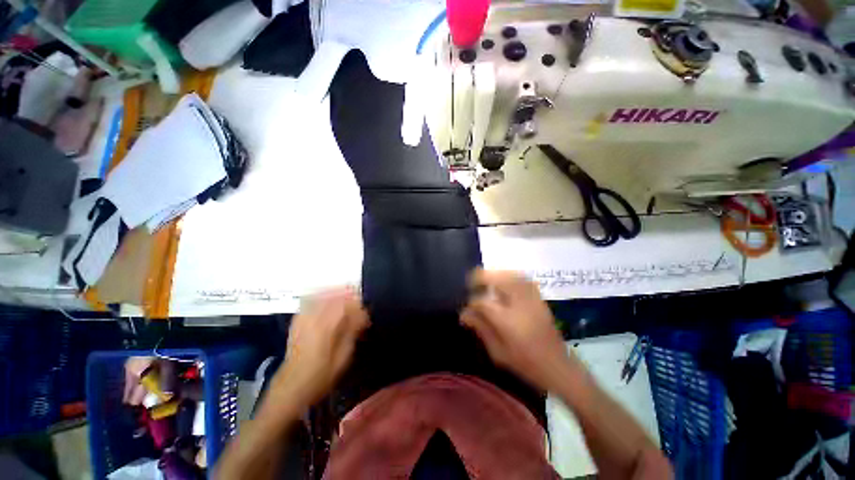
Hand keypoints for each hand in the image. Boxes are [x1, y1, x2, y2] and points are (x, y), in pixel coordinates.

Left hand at [270, 288, 369, 407]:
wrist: (291, 388)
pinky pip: (309, 301)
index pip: (344, 305)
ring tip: (346, 295)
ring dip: (335, 292)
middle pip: (332, 296)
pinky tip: (327, 298)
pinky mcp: (296, 322)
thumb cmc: (320, 376)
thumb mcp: (342, 358)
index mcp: (325, 327)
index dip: (358, 305)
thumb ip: (352, 333)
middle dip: (348, 295)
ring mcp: (302, 319)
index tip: (366, 313)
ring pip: (320, 295)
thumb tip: (362, 317)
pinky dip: (320, 296)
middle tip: (358, 301)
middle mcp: (312, 319)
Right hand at [461, 269, 572, 391]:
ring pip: (510, 275)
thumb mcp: (498, 352)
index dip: (471, 303)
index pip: (483, 302)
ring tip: (484, 280)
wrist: (558, 367)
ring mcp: (532, 299)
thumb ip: (480, 329)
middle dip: (481, 277)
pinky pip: (522, 278)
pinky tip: (503, 280)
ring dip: (494, 274)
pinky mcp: (539, 298)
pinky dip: (509, 275)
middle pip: (498, 279)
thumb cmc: (525, 364)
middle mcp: (520, 304)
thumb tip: (463, 314)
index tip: (465, 309)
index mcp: (508, 321)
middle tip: (471, 284)